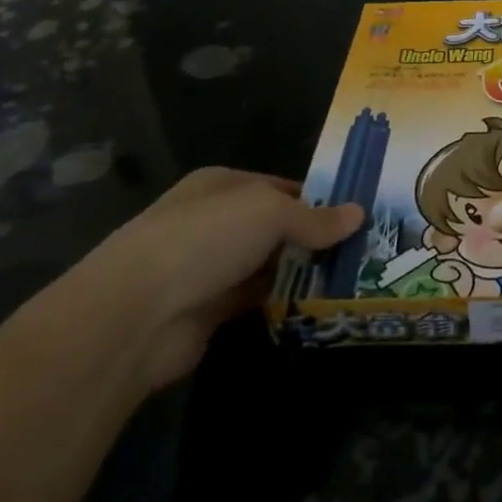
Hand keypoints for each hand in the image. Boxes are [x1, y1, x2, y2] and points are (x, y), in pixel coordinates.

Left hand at [64, 168, 362, 389]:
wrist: (134, 316)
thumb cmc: (204, 240)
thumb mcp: (269, 213)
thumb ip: (315, 218)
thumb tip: (359, 214)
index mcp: (223, 185)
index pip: (282, 186)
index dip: (320, 198)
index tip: (359, 214)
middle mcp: (216, 221)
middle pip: (278, 226)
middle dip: (316, 237)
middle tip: (367, 247)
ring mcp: (211, 266)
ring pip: (270, 263)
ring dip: (303, 270)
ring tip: (355, 275)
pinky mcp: (210, 309)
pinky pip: (259, 299)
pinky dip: (285, 300)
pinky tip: (320, 302)